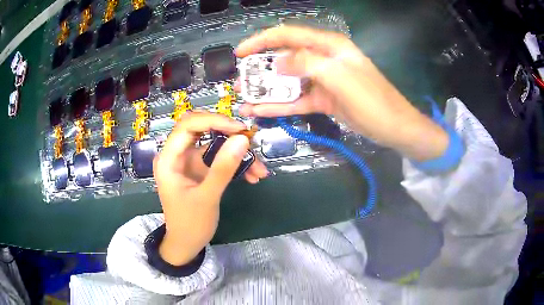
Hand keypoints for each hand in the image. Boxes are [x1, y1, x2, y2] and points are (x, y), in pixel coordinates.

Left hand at [153, 112, 267, 265]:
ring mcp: (188, 161)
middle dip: (227, 133)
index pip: (188, 126)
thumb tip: (242, 139)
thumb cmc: (190, 224)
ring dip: (236, 152)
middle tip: (248, 140)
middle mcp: (177, 155)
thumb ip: (223, 168)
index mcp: (168, 159)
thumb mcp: (207, 197)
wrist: (186, 244)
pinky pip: (218, 158)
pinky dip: (235, 164)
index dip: (213, 121)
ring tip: (259, 169)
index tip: (239, 129)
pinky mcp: (199, 169)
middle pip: (201, 128)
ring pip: (214, 143)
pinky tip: (252, 176)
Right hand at [236, 25, 448, 160]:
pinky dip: (279, 105)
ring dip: (266, 89)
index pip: (288, 35)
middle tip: (239, 80)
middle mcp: (322, 58)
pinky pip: (296, 100)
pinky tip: (259, 111)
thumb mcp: (340, 76)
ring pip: (288, 80)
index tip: (240, 53)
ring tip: (243, 97)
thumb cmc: (372, 99)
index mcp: (328, 45)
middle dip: (260, 68)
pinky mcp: (322, 99)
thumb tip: (278, 62)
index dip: (261, 40)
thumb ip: (307, 63)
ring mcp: (321, 80)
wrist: (393, 127)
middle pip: (285, 57)